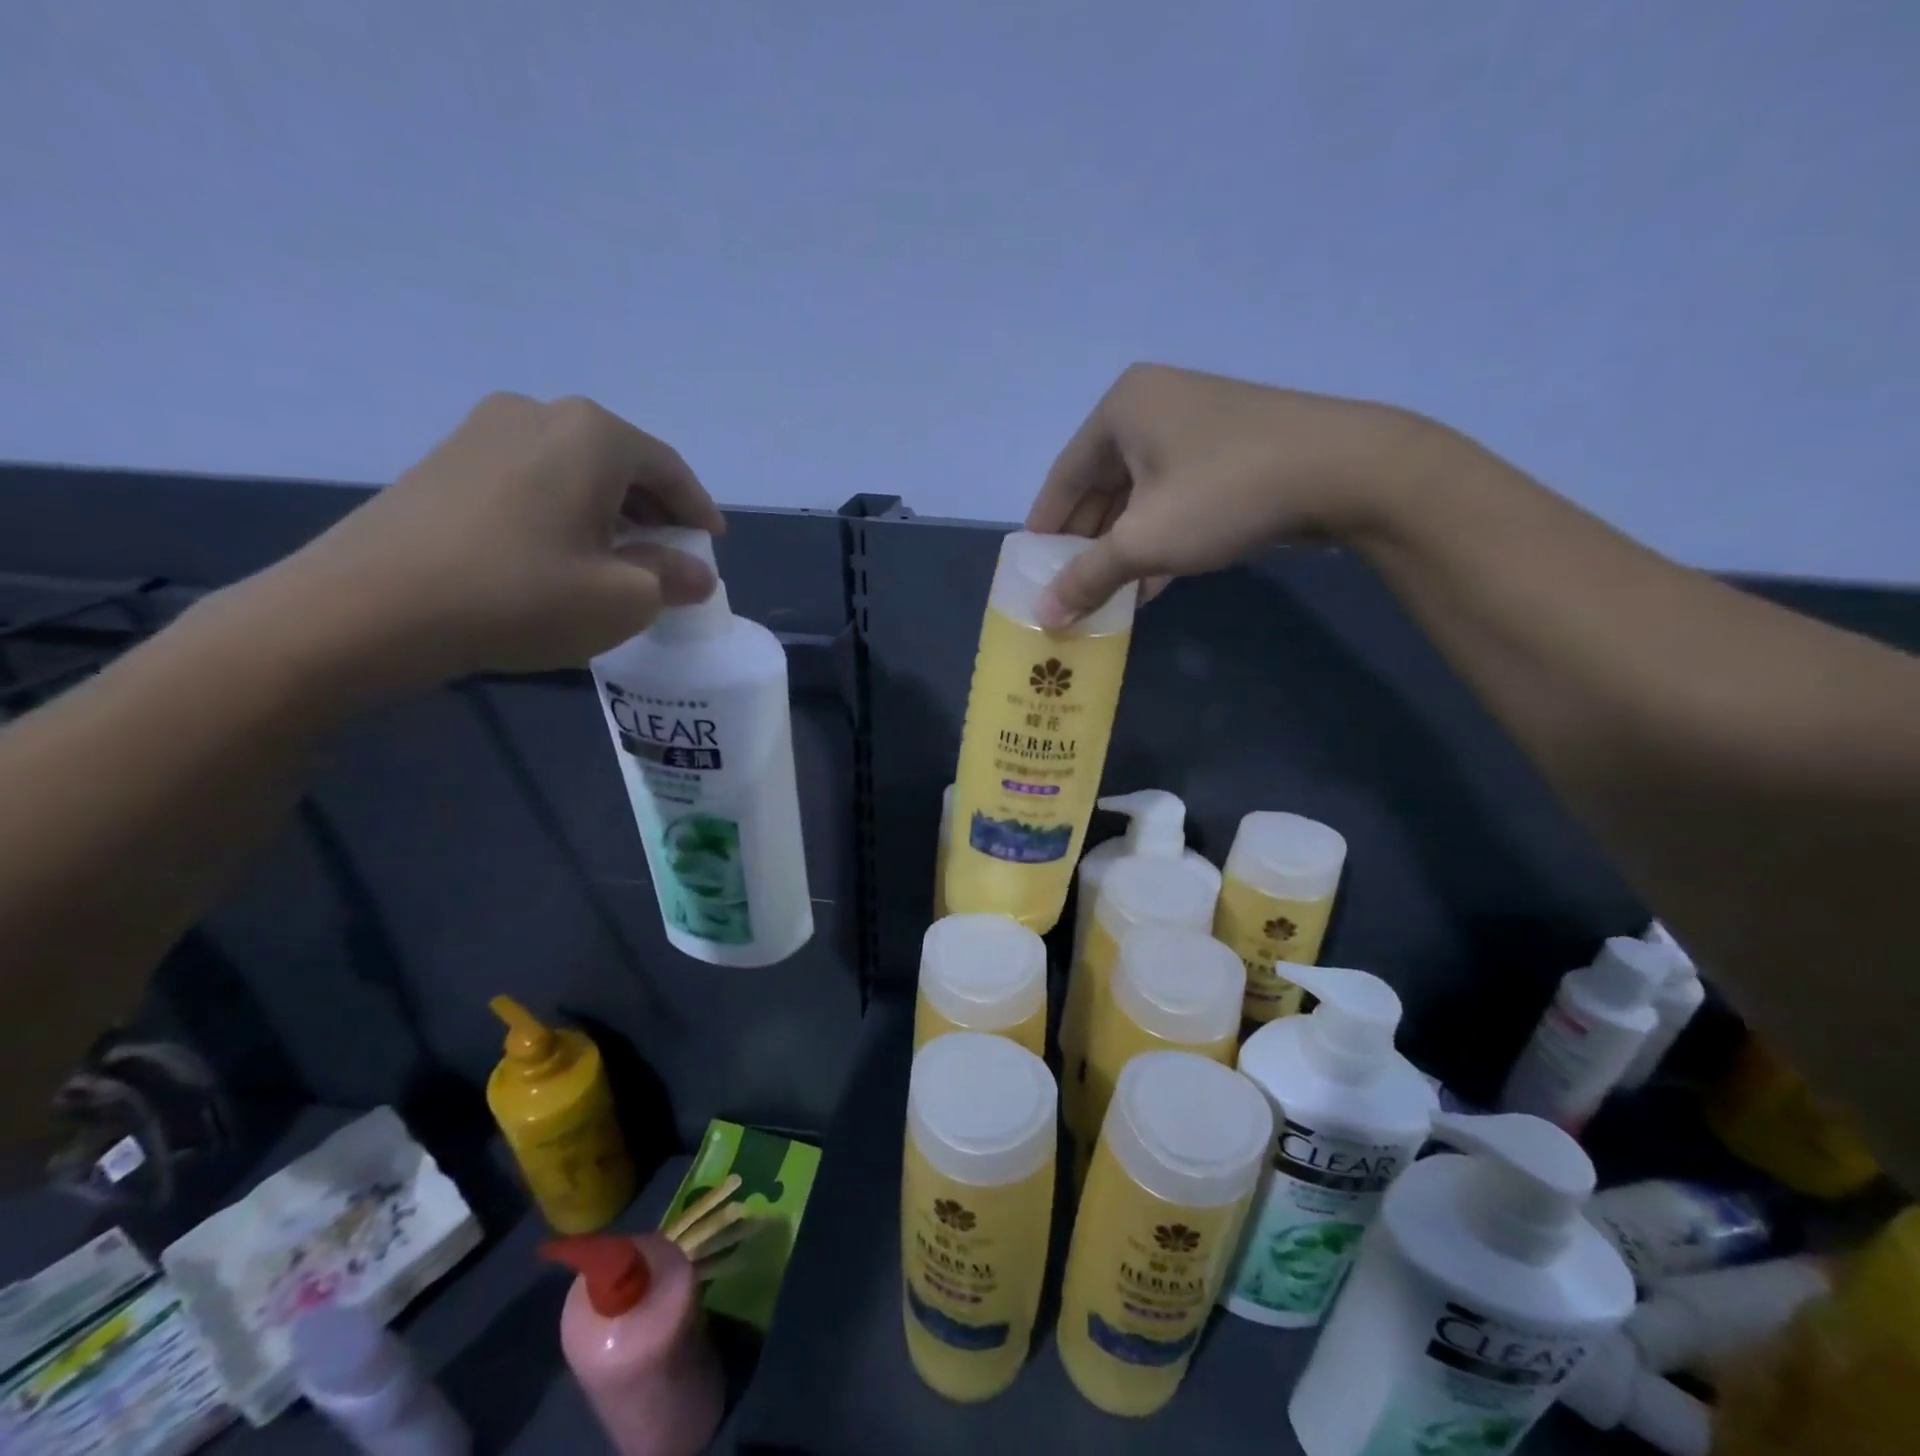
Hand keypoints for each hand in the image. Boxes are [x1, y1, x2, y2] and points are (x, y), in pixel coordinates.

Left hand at [272, 394, 724, 687]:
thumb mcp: (623, 599)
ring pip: (574, 469)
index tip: (712, 543)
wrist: (369, 608)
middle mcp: (539, 413)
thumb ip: (671, 578)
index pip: (669, 468)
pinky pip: (532, 478)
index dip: (698, 509)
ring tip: (620, 557)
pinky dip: (563, 509)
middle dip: (655, 509)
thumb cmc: (520, 596)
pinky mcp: (445, 459)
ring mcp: (483, 431)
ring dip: (609, 509)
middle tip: (671, 553)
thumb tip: (695, 573)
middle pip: (622, 461)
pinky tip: (561, 552)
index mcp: (592, 434)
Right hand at [1025, 364, 1432, 625]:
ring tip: (1103, 597)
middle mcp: (1155, 407)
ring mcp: (1197, 429)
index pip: (1063, 478)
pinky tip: (1147, 586)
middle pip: (1101, 488)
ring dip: (1121, 550)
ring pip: (1140, 498)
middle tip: (1066, 590)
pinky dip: (1158, 540)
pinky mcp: (1230, 453)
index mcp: (1122, 409)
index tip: (1030, 570)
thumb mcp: (1144, 540)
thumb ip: (1087, 577)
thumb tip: (1043, 618)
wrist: (1347, 471)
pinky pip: (1174, 500)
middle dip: (1085, 545)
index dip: (1044, 529)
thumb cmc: (1224, 493)